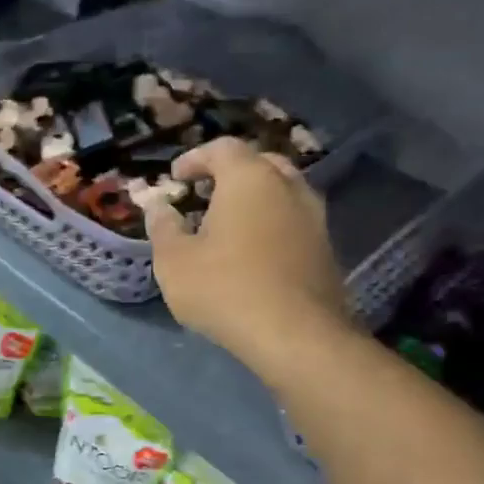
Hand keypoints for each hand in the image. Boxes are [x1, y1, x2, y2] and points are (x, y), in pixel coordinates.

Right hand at [144, 137, 352, 377]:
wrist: (295, 335)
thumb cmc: (224, 288)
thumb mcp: (174, 260)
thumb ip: (163, 226)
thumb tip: (157, 206)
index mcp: (250, 179)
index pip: (223, 148)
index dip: (195, 158)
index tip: (175, 178)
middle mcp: (288, 187)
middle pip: (259, 164)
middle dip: (229, 173)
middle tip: (205, 193)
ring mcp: (314, 217)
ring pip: (281, 192)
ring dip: (253, 200)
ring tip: (227, 224)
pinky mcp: (325, 248)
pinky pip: (292, 221)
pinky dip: (270, 224)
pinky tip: (251, 252)